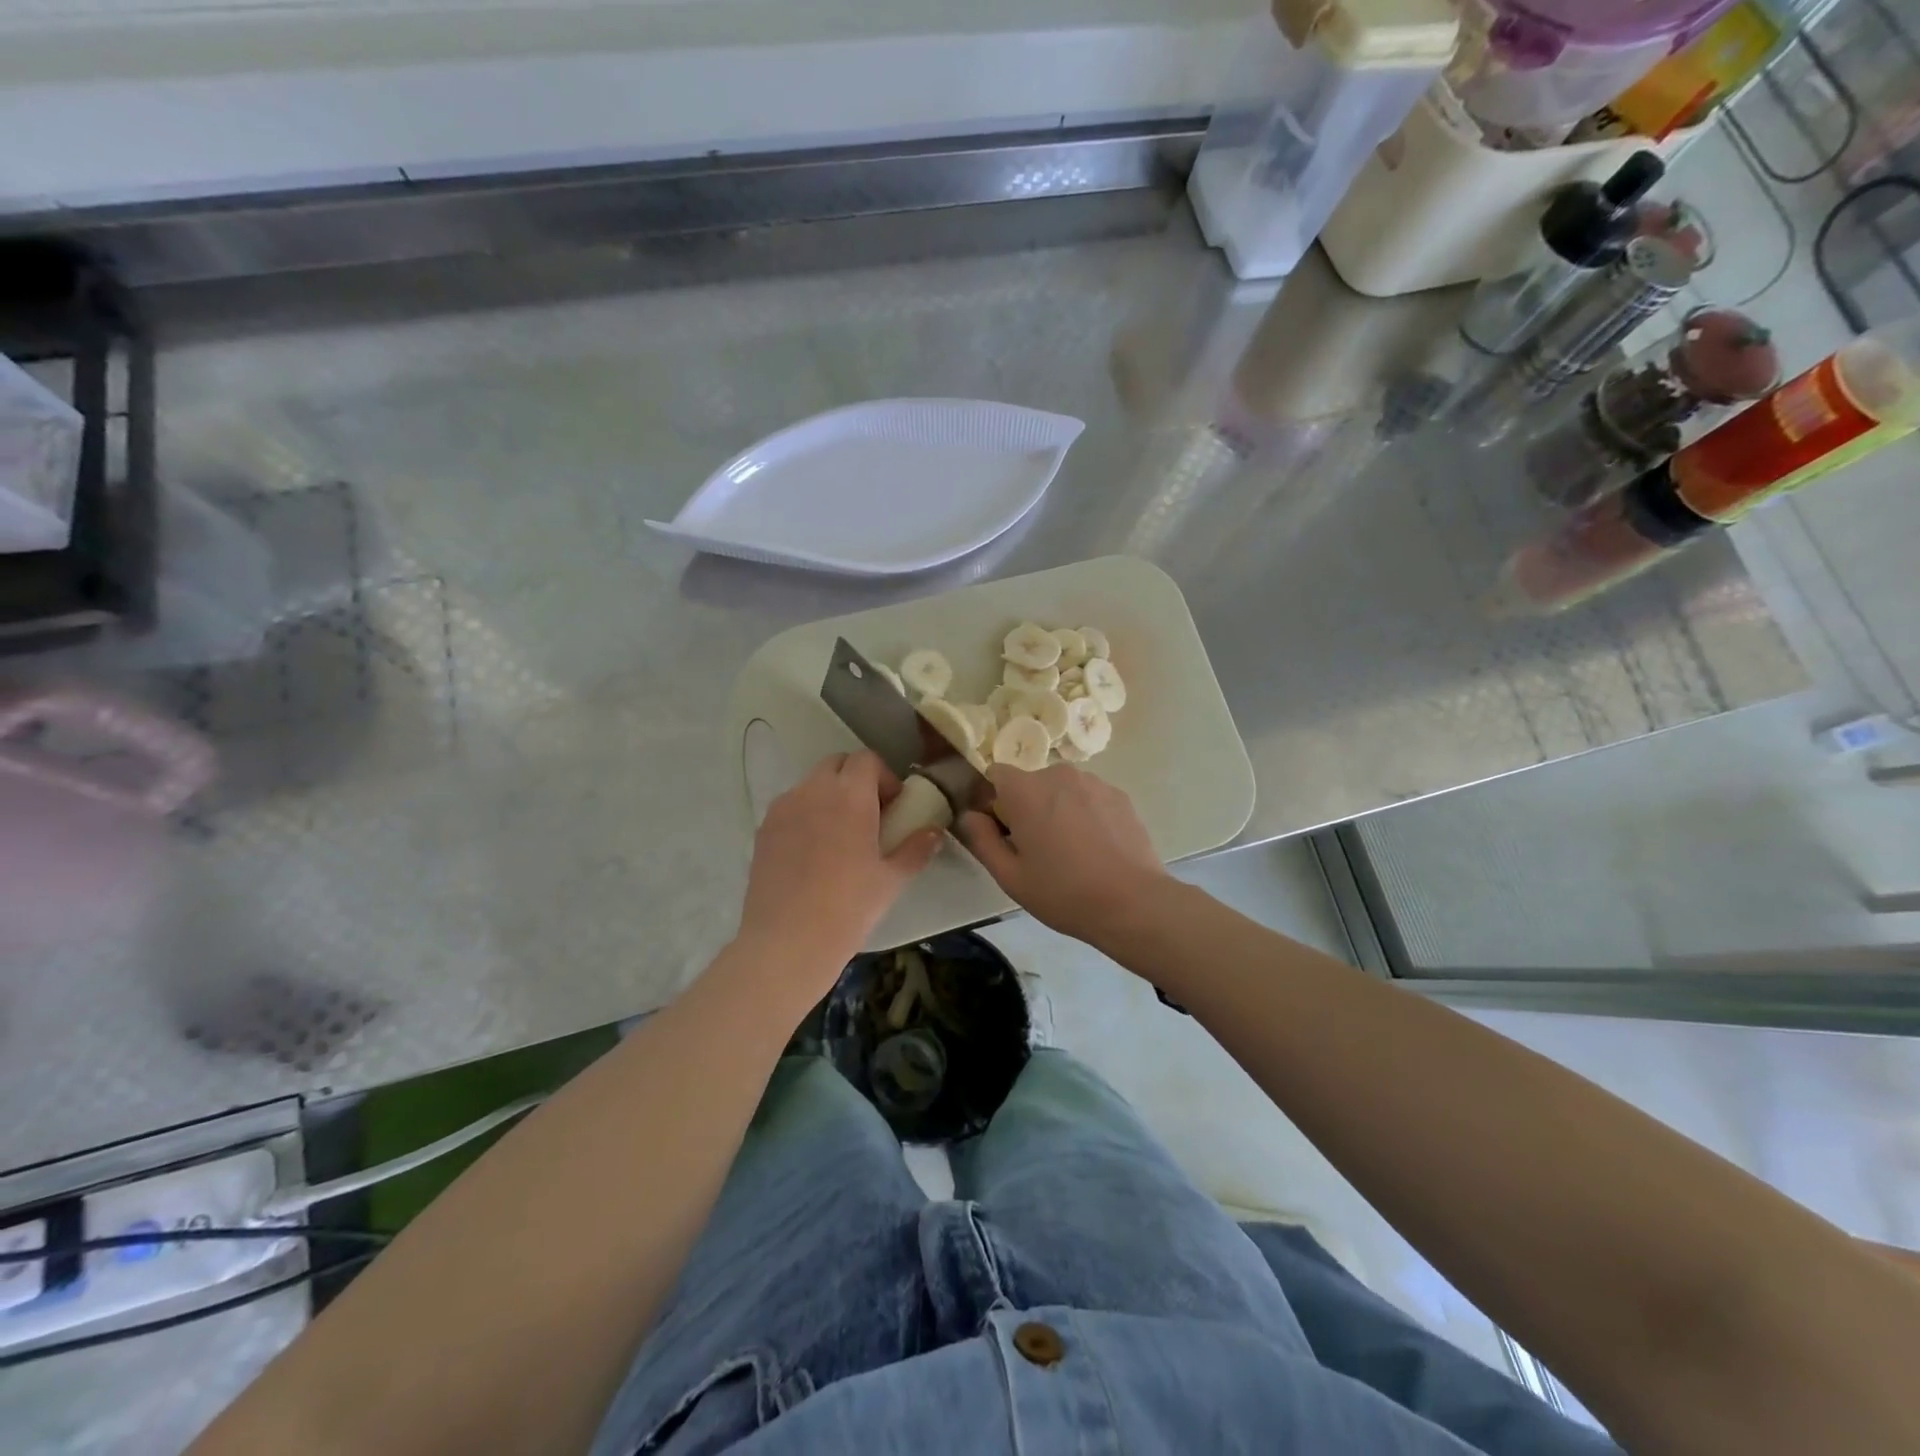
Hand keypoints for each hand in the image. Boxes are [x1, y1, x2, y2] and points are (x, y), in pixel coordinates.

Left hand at [738, 751, 941, 980]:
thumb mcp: (891, 880)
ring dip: (829, 796)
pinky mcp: (763, 830)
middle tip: (869, 816)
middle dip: (855, 780)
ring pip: (810, 784)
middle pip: (836, 764)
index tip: (893, 806)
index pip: (866, 759)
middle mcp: (813, 790)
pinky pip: (790, 807)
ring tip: (839, 836)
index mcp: (850, 795)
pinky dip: (806, 815)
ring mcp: (783, 808)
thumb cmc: (849, 906)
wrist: (787, 941)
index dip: (884, 777)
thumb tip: (934, 832)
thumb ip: (916, 849)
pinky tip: (813, 853)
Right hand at [958, 764, 1168, 947]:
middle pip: (1030, 783)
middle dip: (1027, 807)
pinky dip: (1085, 815)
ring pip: (1061, 790)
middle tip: (1037, 850)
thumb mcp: (1010, 876)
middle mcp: (1058, 774)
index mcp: (1025, 790)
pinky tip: (1096, 849)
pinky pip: (1089, 797)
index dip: (993, 801)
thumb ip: (981, 839)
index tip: (1003, 831)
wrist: (1133, 903)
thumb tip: (969, 815)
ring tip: (1071, 852)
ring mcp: (1094, 782)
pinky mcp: (1120, 795)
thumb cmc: (1063, 892)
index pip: (995, 774)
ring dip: (1058, 810)